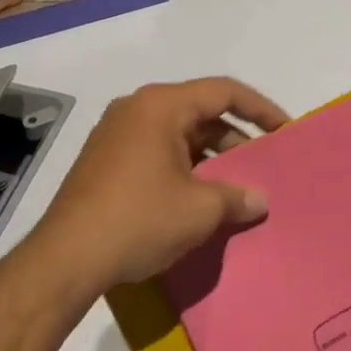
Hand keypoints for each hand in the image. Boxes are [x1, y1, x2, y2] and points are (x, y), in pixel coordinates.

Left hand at [28, 77, 289, 300]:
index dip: (260, 108)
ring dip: (210, 158)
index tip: (284, 130)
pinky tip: (197, 201)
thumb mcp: (199, 210)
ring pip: (178, 136)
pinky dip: (184, 169)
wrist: (65, 259)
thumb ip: (237, 197)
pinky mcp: (105, 161)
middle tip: (261, 167)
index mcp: (161, 106)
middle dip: (235, 139)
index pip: (223, 92)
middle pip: (200, 113)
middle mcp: (137, 109)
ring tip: (234, 189)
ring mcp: (116, 135)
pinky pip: (157, 152)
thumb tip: (260, 199)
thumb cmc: (139, 219)